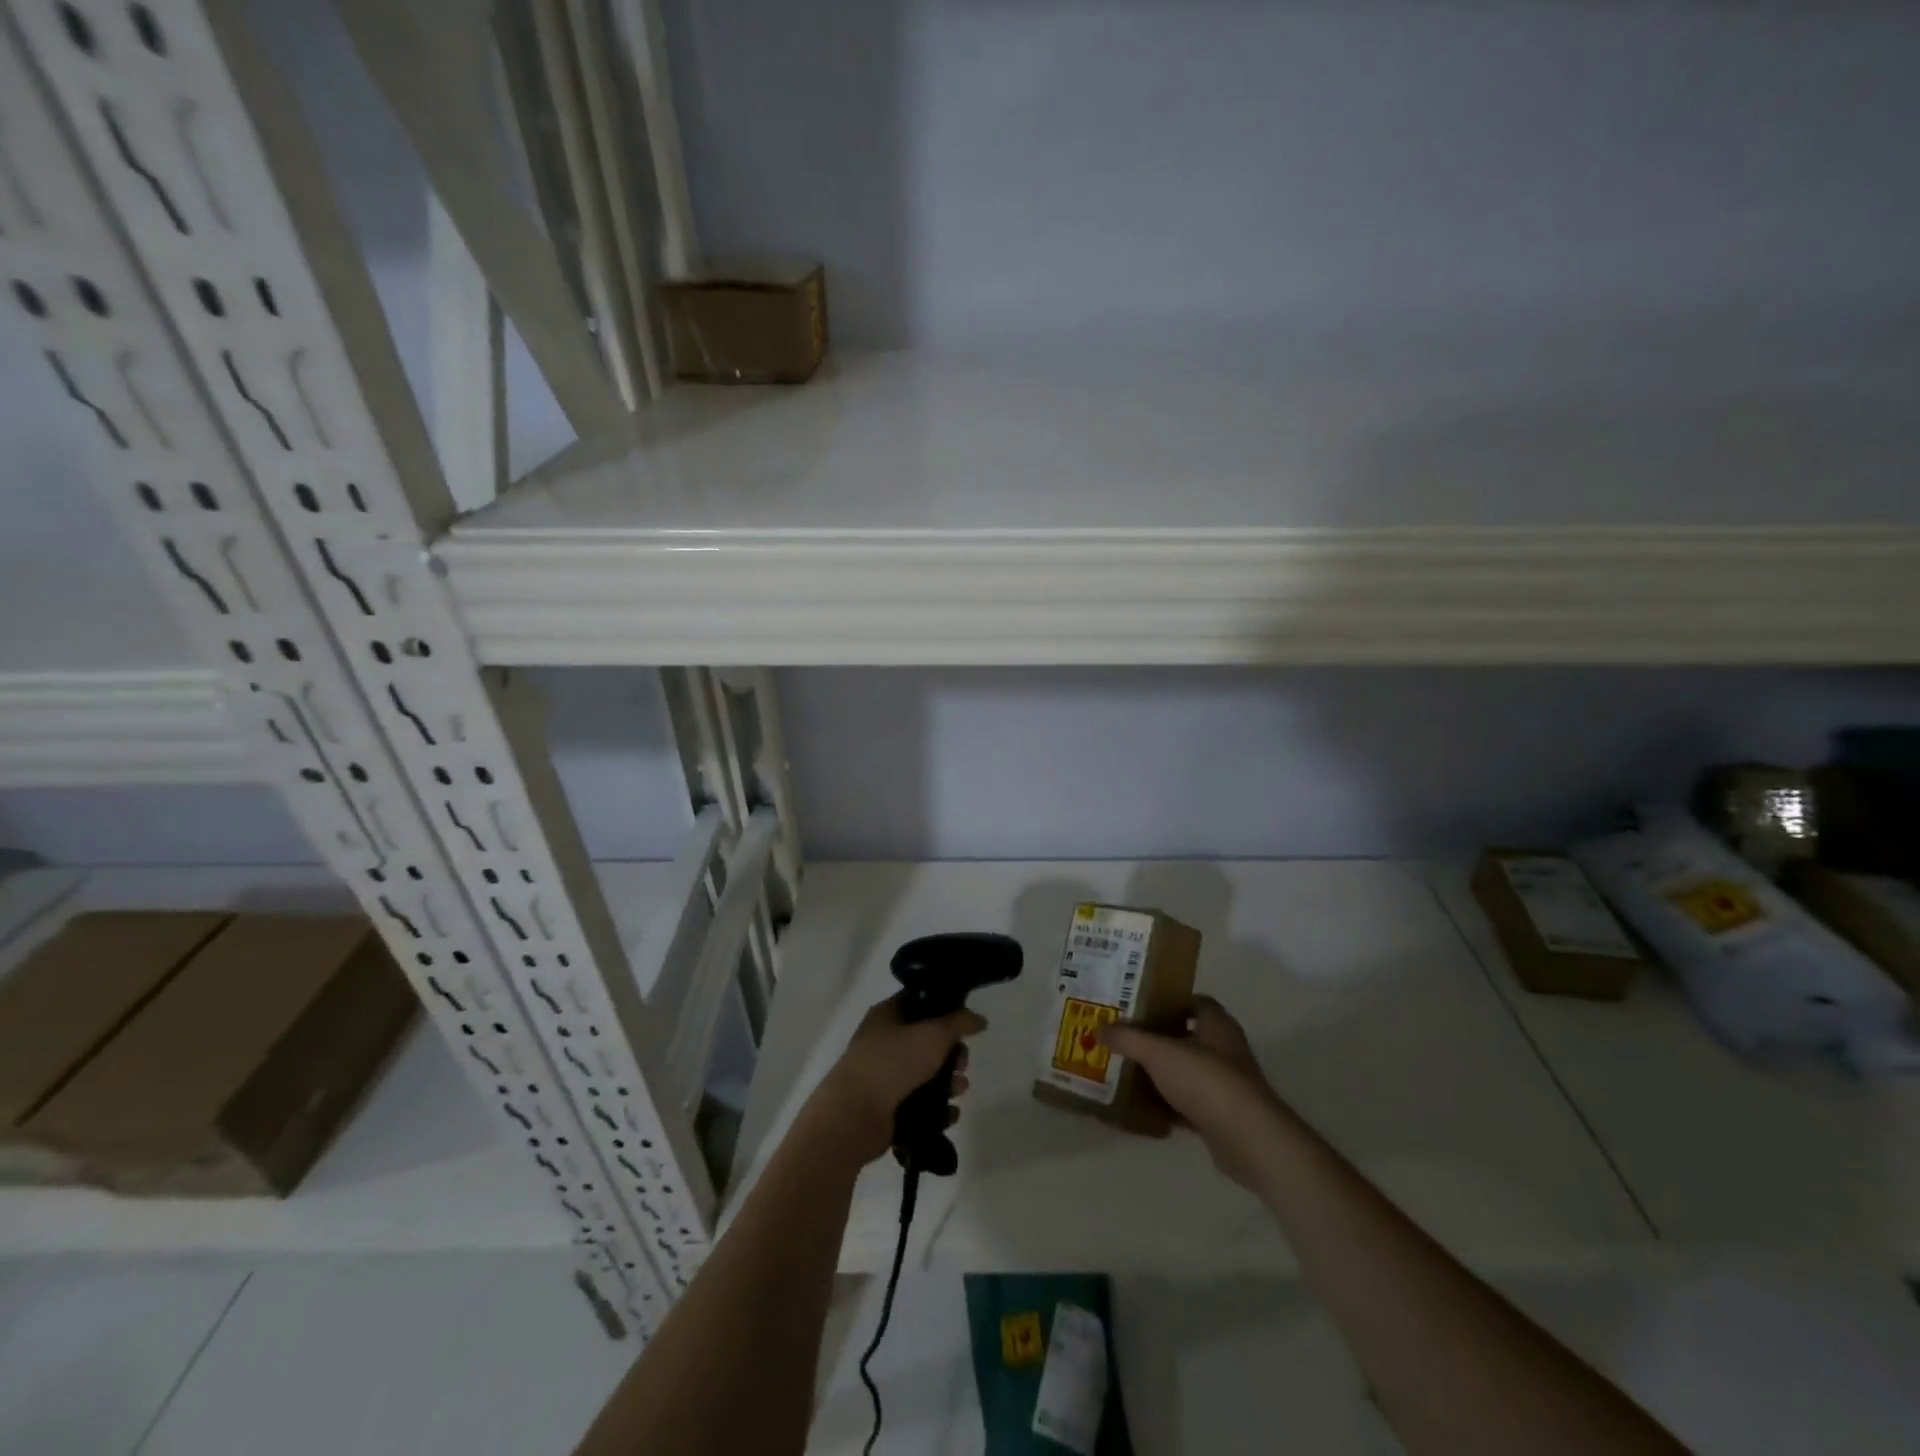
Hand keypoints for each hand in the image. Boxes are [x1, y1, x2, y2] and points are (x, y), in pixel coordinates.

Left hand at [804, 996, 986, 1165]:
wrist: (853, 1116)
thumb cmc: (892, 1062)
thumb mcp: (933, 1034)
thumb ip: (960, 1022)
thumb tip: (979, 1018)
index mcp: (887, 1015)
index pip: (919, 1002)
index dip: (944, 1009)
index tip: (964, 1022)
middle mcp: (884, 1041)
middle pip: (927, 1041)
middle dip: (951, 1053)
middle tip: (961, 1062)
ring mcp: (884, 1076)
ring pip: (926, 1074)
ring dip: (948, 1082)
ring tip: (959, 1090)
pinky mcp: (887, 1107)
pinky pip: (920, 1103)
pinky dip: (937, 1109)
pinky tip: (950, 1114)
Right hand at [1100, 996, 1284, 1188]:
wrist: (1247, 1138)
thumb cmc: (1205, 1080)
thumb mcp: (1158, 1052)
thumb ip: (1128, 1038)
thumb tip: (1098, 1029)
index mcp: (1217, 1024)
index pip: (1194, 1001)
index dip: (1168, 1000)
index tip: (1139, 1005)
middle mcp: (1225, 1049)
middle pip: (1187, 1036)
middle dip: (1158, 1037)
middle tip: (1126, 1037)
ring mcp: (1226, 1083)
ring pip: (1187, 1071)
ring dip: (1162, 1072)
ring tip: (1128, 1070)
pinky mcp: (1222, 1114)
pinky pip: (1189, 1103)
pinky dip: (1169, 1105)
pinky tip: (1144, 1108)